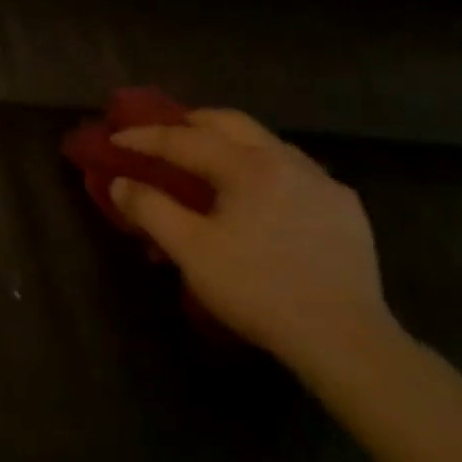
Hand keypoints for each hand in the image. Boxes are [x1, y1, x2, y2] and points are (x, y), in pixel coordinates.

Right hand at [108, 110, 393, 376]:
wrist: (344, 337)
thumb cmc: (257, 288)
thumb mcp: (190, 250)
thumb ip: (150, 209)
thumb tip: (120, 183)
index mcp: (247, 166)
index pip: (184, 139)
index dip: (145, 137)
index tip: (116, 139)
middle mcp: (287, 160)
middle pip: (231, 123)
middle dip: (191, 123)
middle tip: (163, 136)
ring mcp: (323, 182)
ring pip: (267, 143)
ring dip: (230, 143)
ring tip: (209, 163)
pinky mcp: (346, 208)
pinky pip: (295, 171)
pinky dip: (264, 169)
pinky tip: (260, 196)